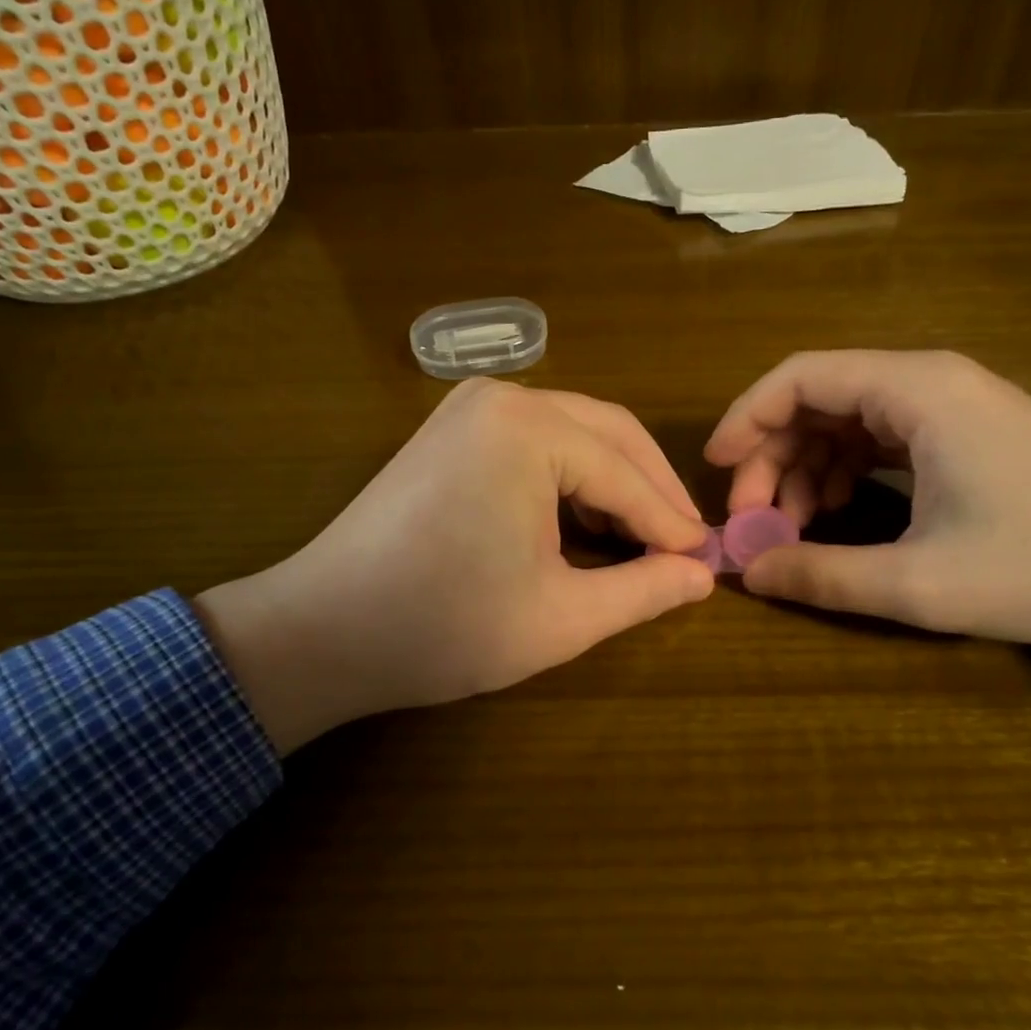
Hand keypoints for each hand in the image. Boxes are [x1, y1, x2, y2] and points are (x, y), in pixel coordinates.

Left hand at [196, 380, 713, 753]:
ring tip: (644, 536)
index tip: (707, 560)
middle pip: (608, 433)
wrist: (323, 631)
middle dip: (651, 489)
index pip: (626, 475)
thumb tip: (702, 575)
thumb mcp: (561, 617)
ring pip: (574, 432)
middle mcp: (503, 398)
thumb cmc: (445, 627)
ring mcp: (470, 407)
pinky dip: (571, 476)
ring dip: (615, 480)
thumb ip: (644, 590)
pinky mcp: (451, 428)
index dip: (671, 523)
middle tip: (684, 543)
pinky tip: (587, 518)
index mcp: (530, 429)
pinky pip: (536, 440)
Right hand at [705, 350, 1030, 669]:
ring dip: (804, 469)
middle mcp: (927, 383)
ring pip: (844, 421)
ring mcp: (949, 406)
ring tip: (791, 529)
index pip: (799, 378)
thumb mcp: (923, 583)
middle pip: (816, 399)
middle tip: (753, 522)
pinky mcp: (964, 433)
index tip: (714, 472)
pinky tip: (836, 514)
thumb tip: (748, 573)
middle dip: (771, 457)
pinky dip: (843, 472)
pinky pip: (878, 438)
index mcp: (915, 392)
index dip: (744, 419)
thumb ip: (824, 576)